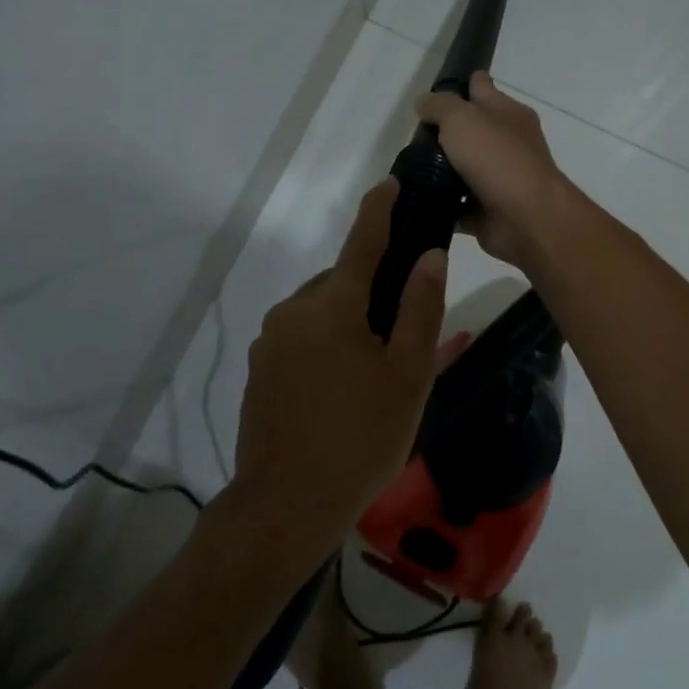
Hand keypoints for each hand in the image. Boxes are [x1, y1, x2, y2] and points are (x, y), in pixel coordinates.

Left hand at [231, 179, 447, 540]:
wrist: (286, 505)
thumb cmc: (361, 438)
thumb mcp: (407, 375)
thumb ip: (420, 309)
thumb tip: (430, 254)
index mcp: (331, 305)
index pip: (362, 241)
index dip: (380, 209)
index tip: (392, 183)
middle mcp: (292, 311)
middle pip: (341, 281)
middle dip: (372, 288)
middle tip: (406, 328)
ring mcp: (269, 342)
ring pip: (320, 312)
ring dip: (349, 321)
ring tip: (377, 368)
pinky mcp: (258, 370)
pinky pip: (301, 338)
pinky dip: (327, 344)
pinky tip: (343, 387)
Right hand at [415, 73, 581, 271]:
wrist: (526, 218)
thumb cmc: (497, 159)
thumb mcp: (462, 118)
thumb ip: (439, 106)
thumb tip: (423, 103)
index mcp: (508, 113)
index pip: (480, 87)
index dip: (458, 86)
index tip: (429, 97)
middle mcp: (507, 142)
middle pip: (469, 130)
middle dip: (441, 133)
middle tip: (410, 139)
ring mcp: (498, 178)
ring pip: (461, 168)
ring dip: (438, 171)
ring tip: (407, 170)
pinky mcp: (487, 210)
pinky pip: (458, 204)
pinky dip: (441, 204)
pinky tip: (417, 200)